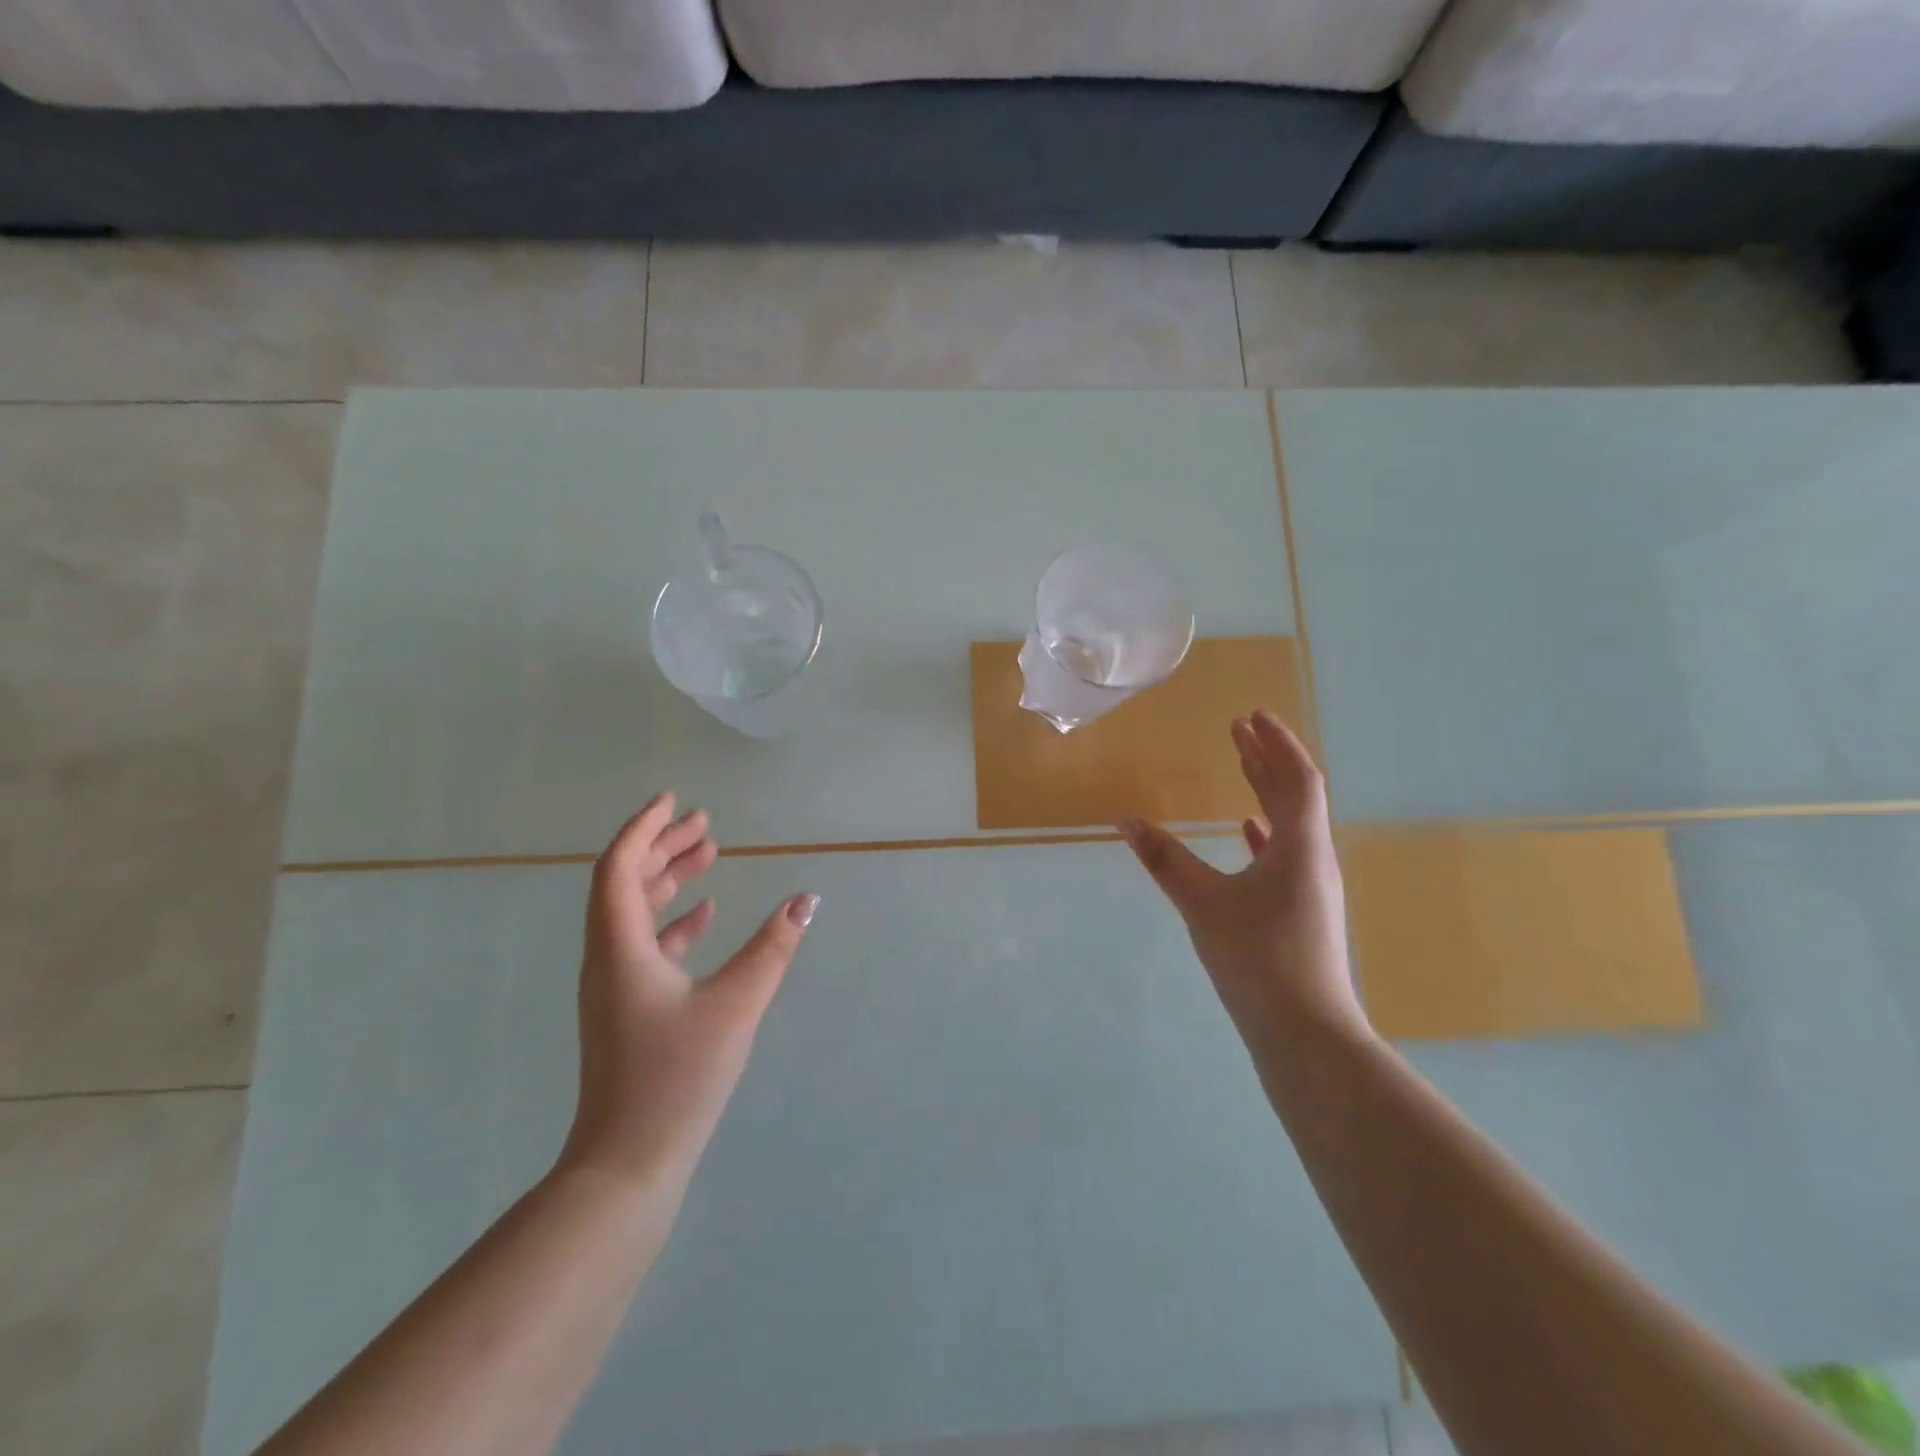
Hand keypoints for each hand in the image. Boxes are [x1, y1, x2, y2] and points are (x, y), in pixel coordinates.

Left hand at [559, 793, 817, 1186]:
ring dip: (669, 880)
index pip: (619, 868)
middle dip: (663, 846)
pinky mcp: (628, 1009)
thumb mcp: (735, 1005)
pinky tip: (708, 915)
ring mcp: (615, 985)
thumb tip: (807, 900)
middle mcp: (608, 958)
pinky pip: (647, 944)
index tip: (674, 801)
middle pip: (626, 883)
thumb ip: (773, 948)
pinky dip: (674, 921)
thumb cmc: (677, 1076)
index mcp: (620, 948)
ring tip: (709, 855)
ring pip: (635, 913)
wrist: (628, 1163)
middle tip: (704, 823)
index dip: (644, 829)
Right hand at [1121, 710, 1368, 1059]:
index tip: (1251, 716)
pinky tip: (1248, 830)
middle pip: (1295, 795)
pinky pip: (1286, 854)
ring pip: (1291, 823)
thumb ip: (1164, 859)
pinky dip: (1266, 833)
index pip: (1296, 778)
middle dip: (1267, 758)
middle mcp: (1314, 859)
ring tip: (1241, 766)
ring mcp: (1312, 887)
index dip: (1276, 743)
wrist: (1305, 1033)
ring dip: (1266, 791)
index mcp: (1300, 847)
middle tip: (1239, 730)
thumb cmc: (1257, 959)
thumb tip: (1125, 820)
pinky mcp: (1303, 910)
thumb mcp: (1202, 904)